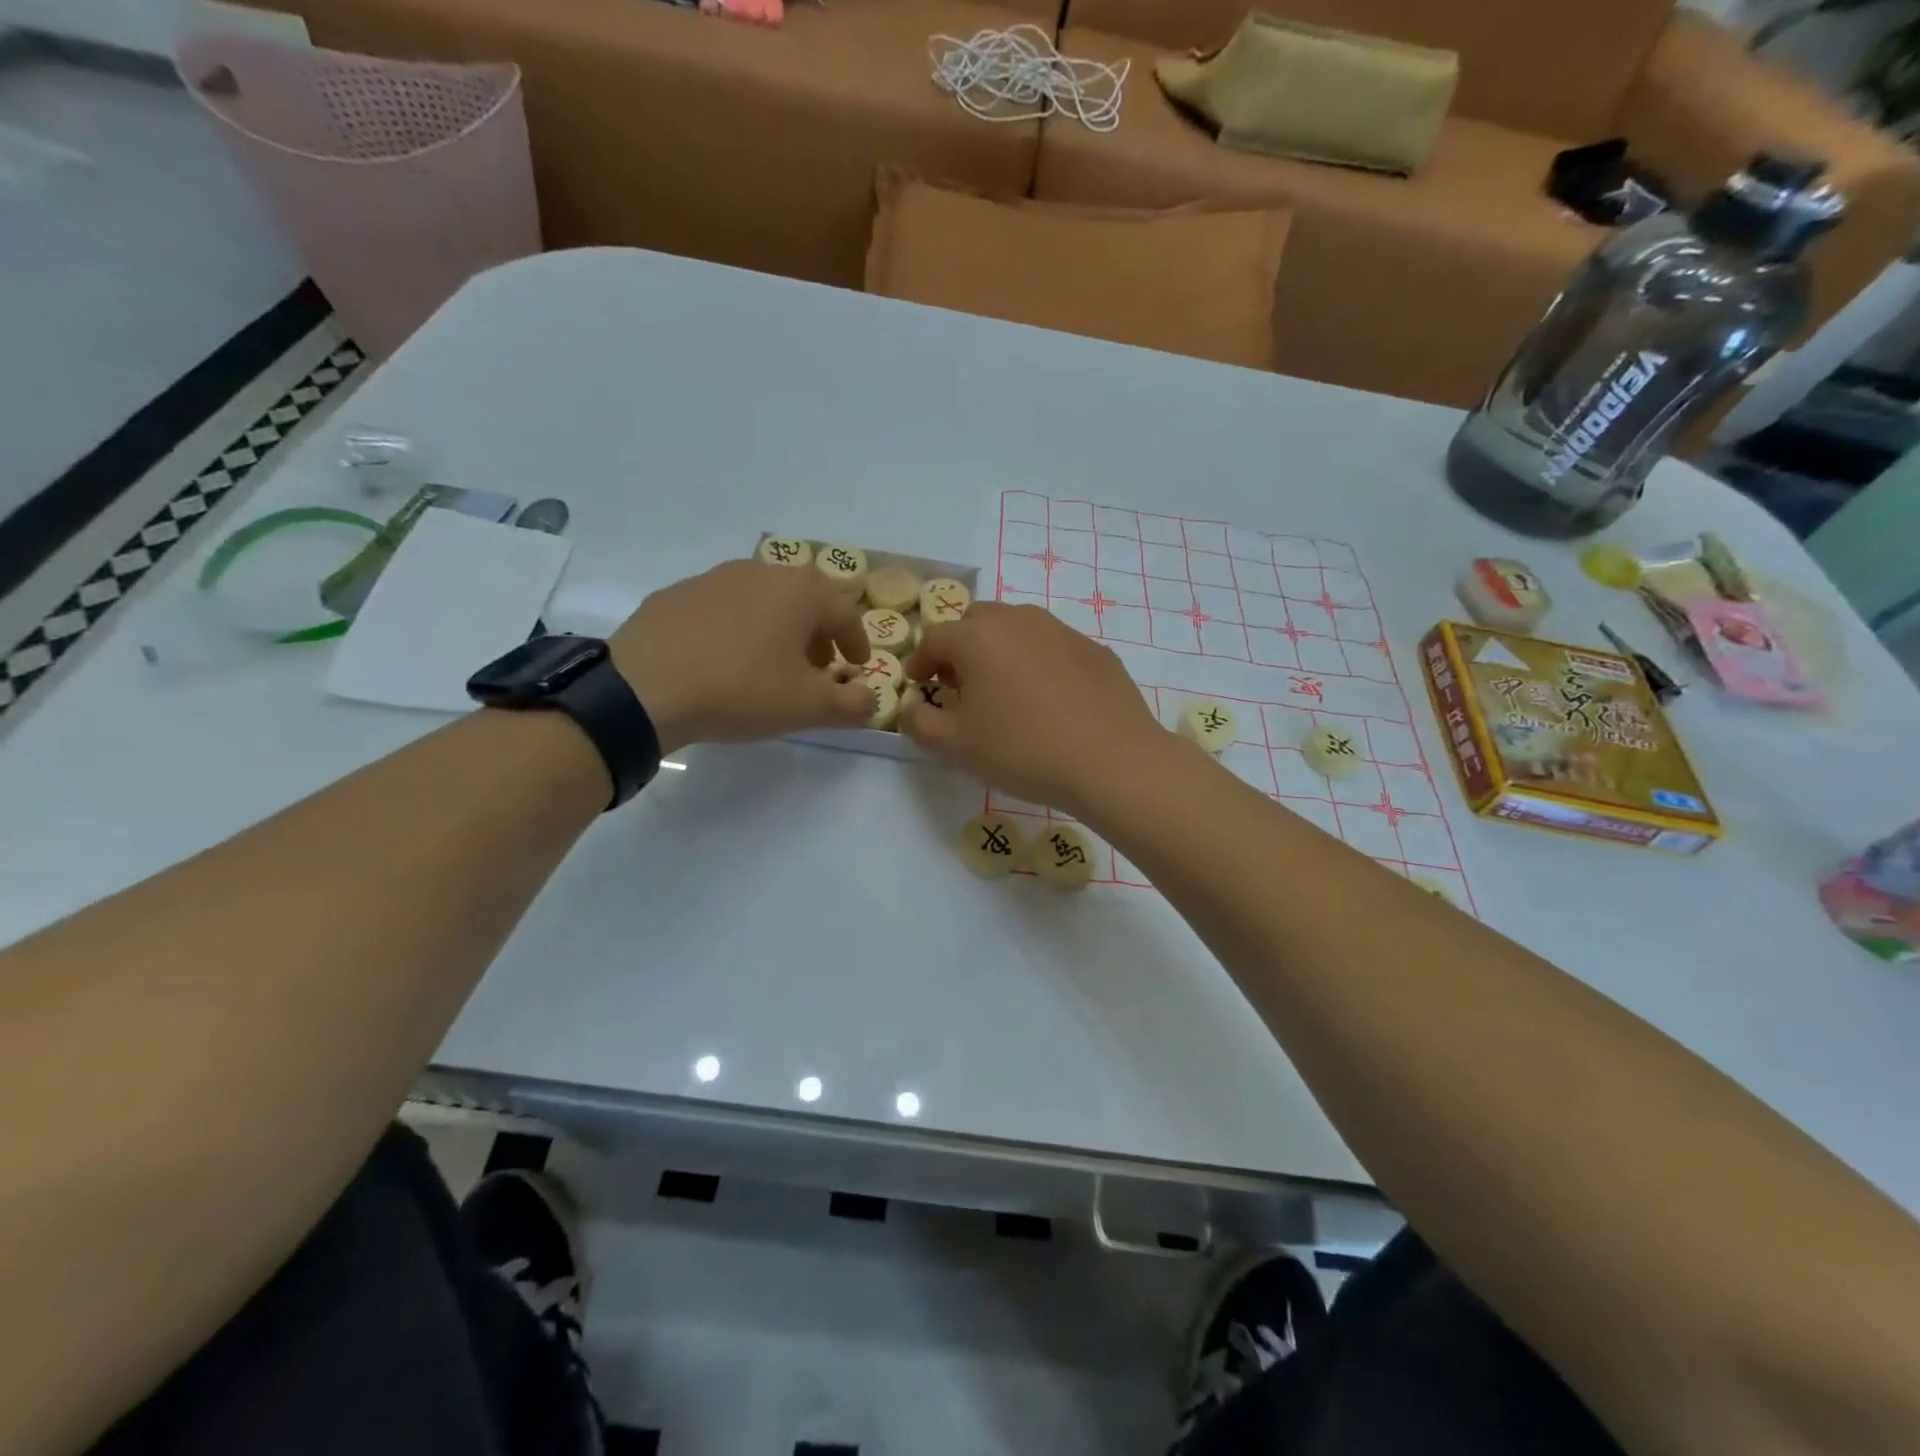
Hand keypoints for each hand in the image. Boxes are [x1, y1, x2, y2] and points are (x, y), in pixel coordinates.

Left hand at [610, 560, 873, 753]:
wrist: (643, 689)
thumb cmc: (741, 690)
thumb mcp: (808, 707)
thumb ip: (852, 704)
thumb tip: (871, 699)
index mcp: (800, 591)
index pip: (846, 613)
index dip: (857, 643)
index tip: (856, 666)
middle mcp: (760, 572)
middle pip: (805, 600)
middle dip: (818, 633)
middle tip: (818, 666)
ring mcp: (714, 578)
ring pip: (763, 600)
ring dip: (778, 628)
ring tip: (771, 664)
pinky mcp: (677, 594)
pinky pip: (724, 609)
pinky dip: (738, 629)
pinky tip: (725, 660)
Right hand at [900, 602, 1168, 813]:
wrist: (1112, 761)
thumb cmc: (1023, 750)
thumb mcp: (956, 746)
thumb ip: (920, 722)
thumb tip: (910, 707)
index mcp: (978, 637)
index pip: (934, 639)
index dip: (920, 662)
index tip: (917, 683)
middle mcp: (1019, 620)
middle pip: (977, 623)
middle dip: (960, 649)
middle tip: (959, 685)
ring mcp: (1062, 631)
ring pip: (1018, 630)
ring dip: (1000, 652)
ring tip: (1004, 691)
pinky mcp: (1095, 650)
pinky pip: (1053, 647)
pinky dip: (1039, 663)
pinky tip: (1048, 701)